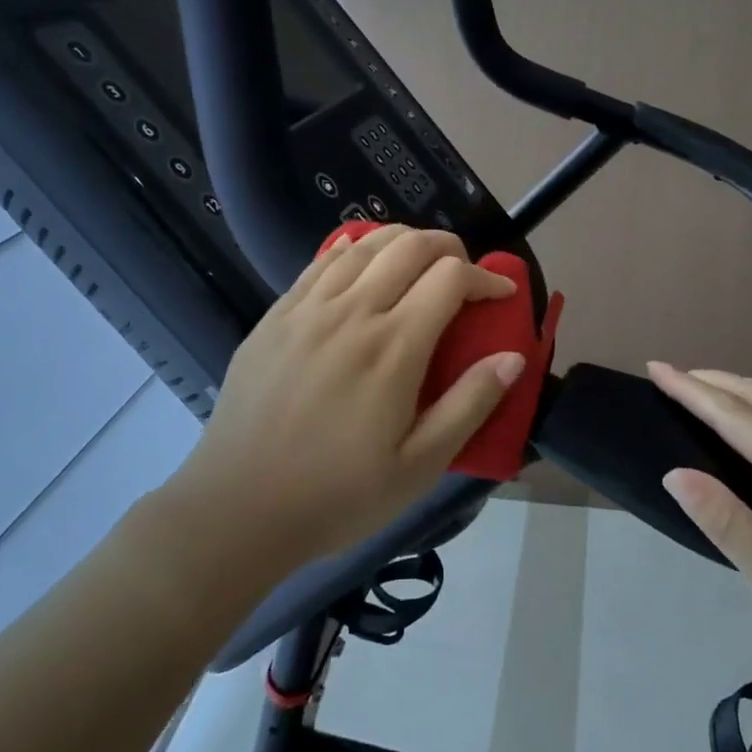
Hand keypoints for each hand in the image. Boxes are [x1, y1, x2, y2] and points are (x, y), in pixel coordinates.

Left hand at [168, 227, 526, 575]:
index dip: (487, 277)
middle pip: (410, 245)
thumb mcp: (419, 467)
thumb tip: (514, 357)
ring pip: (365, 244)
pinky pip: (321, 261)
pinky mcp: (275, 316)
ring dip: (404, 241)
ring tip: (420, 263)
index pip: (451, 277)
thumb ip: (470, 405)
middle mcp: (352, 312)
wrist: (237, 510)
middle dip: (450, 247)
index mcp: (393, 347)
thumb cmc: (337, 496)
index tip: (502, 295)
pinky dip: (353, 248)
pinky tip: (362, 261)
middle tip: (465, 273)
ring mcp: (307, 309)